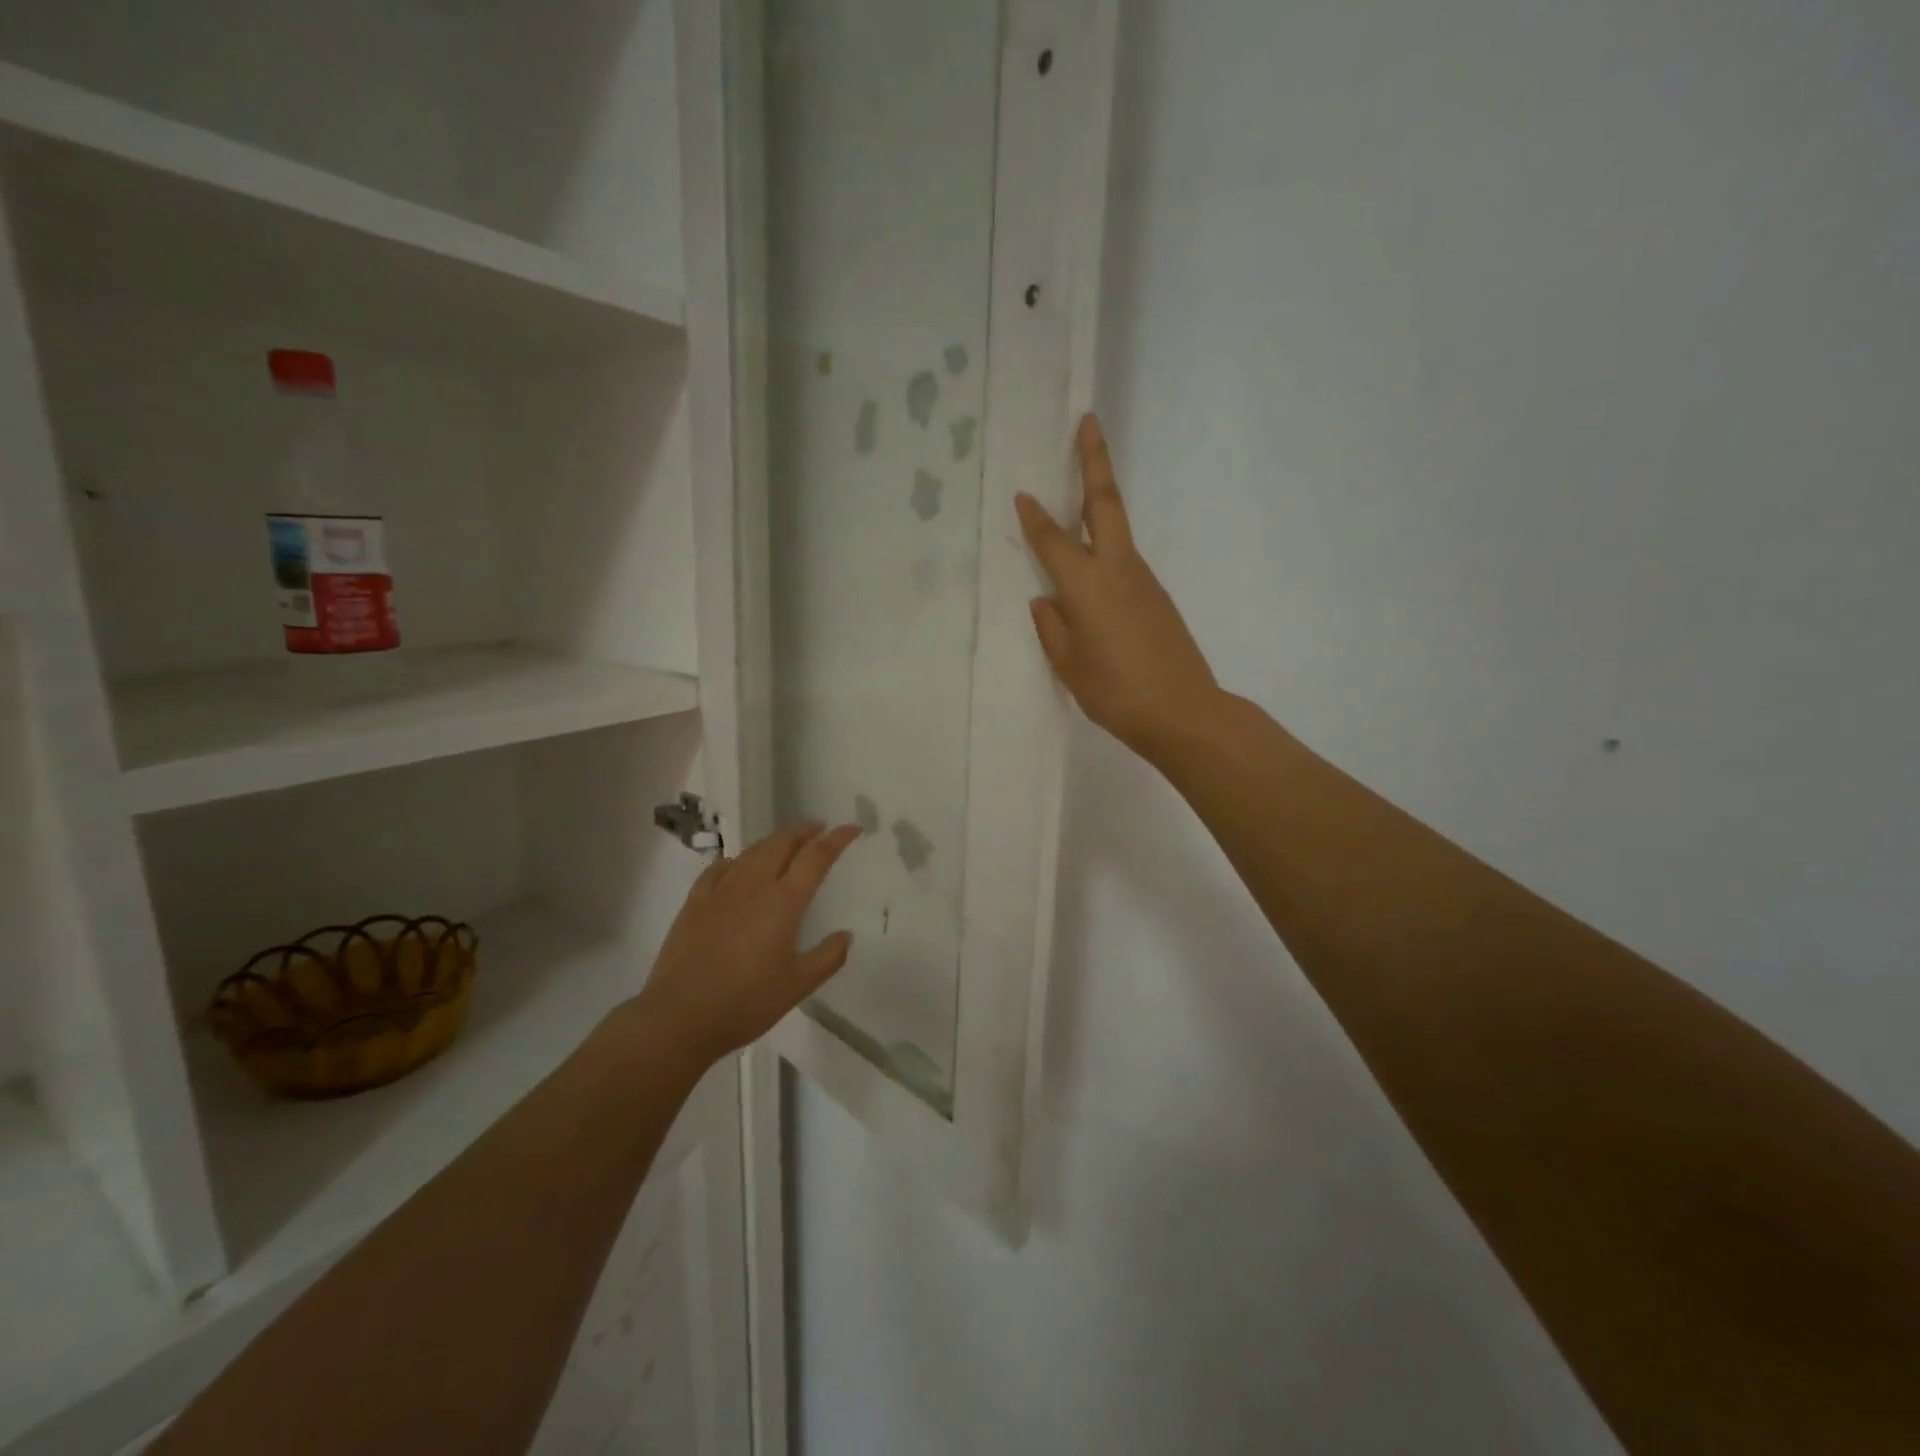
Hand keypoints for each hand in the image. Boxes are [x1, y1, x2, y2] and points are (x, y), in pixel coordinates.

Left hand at [633, 822, 860, 1068]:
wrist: (679, 1016)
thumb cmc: (746, 1002)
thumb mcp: (798, 985)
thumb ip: (828, 957)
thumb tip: (845, 935)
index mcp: (784, 902)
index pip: (816, 857)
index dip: (836, 839)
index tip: (852, 828)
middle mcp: (754, 885)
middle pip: (782, 843)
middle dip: (804, 832)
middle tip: (819, 830)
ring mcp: (721, 890)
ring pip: (752, 851)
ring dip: (775, 841)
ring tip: (787, 843)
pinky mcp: (695, 902)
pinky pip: (721, 867)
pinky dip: (738, 859)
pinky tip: (738, 865)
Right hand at [1015, 413, 1220, 757]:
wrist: (1183, 711)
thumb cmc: (1116, 692)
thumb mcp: (1070, 666)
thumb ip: (1053, 629)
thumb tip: (1046, 601)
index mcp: (1087, 586)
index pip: (1053, 541)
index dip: (1035, 517)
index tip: (1023, 493)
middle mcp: (1117, 569)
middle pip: (1106, 503)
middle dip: (1095, 460)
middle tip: (1088, 421)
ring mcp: (1143, 579)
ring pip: (1117, 528)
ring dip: (1102, 499)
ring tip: (1084, 484)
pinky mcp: (1157, 595)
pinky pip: (1125, 560)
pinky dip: (1107, 545)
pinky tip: (1095, 566)